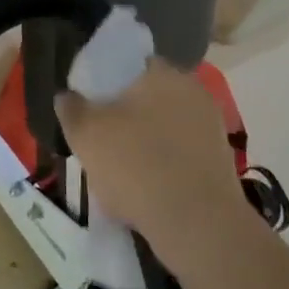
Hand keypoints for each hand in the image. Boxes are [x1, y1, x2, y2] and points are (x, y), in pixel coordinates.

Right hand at [56, 61, 246, 271]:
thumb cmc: (135, 165)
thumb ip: (71, 108)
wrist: (197, 225)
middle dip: (125, 114)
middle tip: (100, 139)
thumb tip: (67, 95)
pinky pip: (180, 154)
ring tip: (119, 171)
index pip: (128, 63)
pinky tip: (145, 189)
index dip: (104, 82)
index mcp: (162, 72)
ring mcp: (211, 126)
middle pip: (147, 96)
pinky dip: (162, 165)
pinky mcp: (220, 161)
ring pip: (164, 127)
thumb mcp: (85, 134)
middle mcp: (192, 90)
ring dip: (144, 141)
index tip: (89, 105)